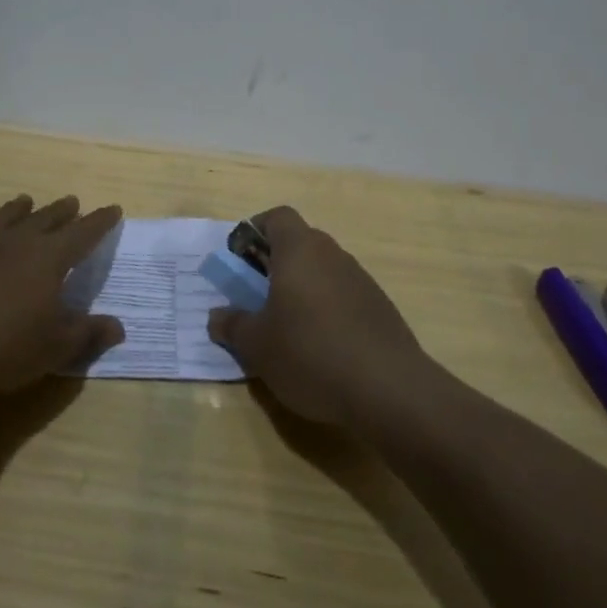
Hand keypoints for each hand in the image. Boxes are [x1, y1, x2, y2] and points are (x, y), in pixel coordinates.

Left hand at [0, 194, 125, 397]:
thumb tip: (118, 327)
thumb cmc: (7, 343)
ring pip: (0, 222)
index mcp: (48, 258)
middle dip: (60, 211)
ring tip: (23, 201)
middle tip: (71, 201)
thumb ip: (87, 334)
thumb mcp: (56, 346)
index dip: (99, 222)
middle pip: (43, 220)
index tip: (113, 209)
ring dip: (14, 211)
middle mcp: (14, 245)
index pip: (81, 234)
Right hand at [207, 205, 423, 428]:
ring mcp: (361, 279)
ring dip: (302, 287)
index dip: (256, 231)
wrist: (389, 389)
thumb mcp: (257, 346)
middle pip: (300, 242)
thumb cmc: (311, 353)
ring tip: (288, 326)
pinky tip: (321, 347)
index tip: (240, 258)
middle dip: (275, 263)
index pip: (277, 217)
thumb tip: (217, 316)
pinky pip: (343, 295)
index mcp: (299, 250)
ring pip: (323, 270)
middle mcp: (332, 254)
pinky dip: (327, 309)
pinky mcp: (380, 307)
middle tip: (257, 295)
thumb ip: (233, 325)